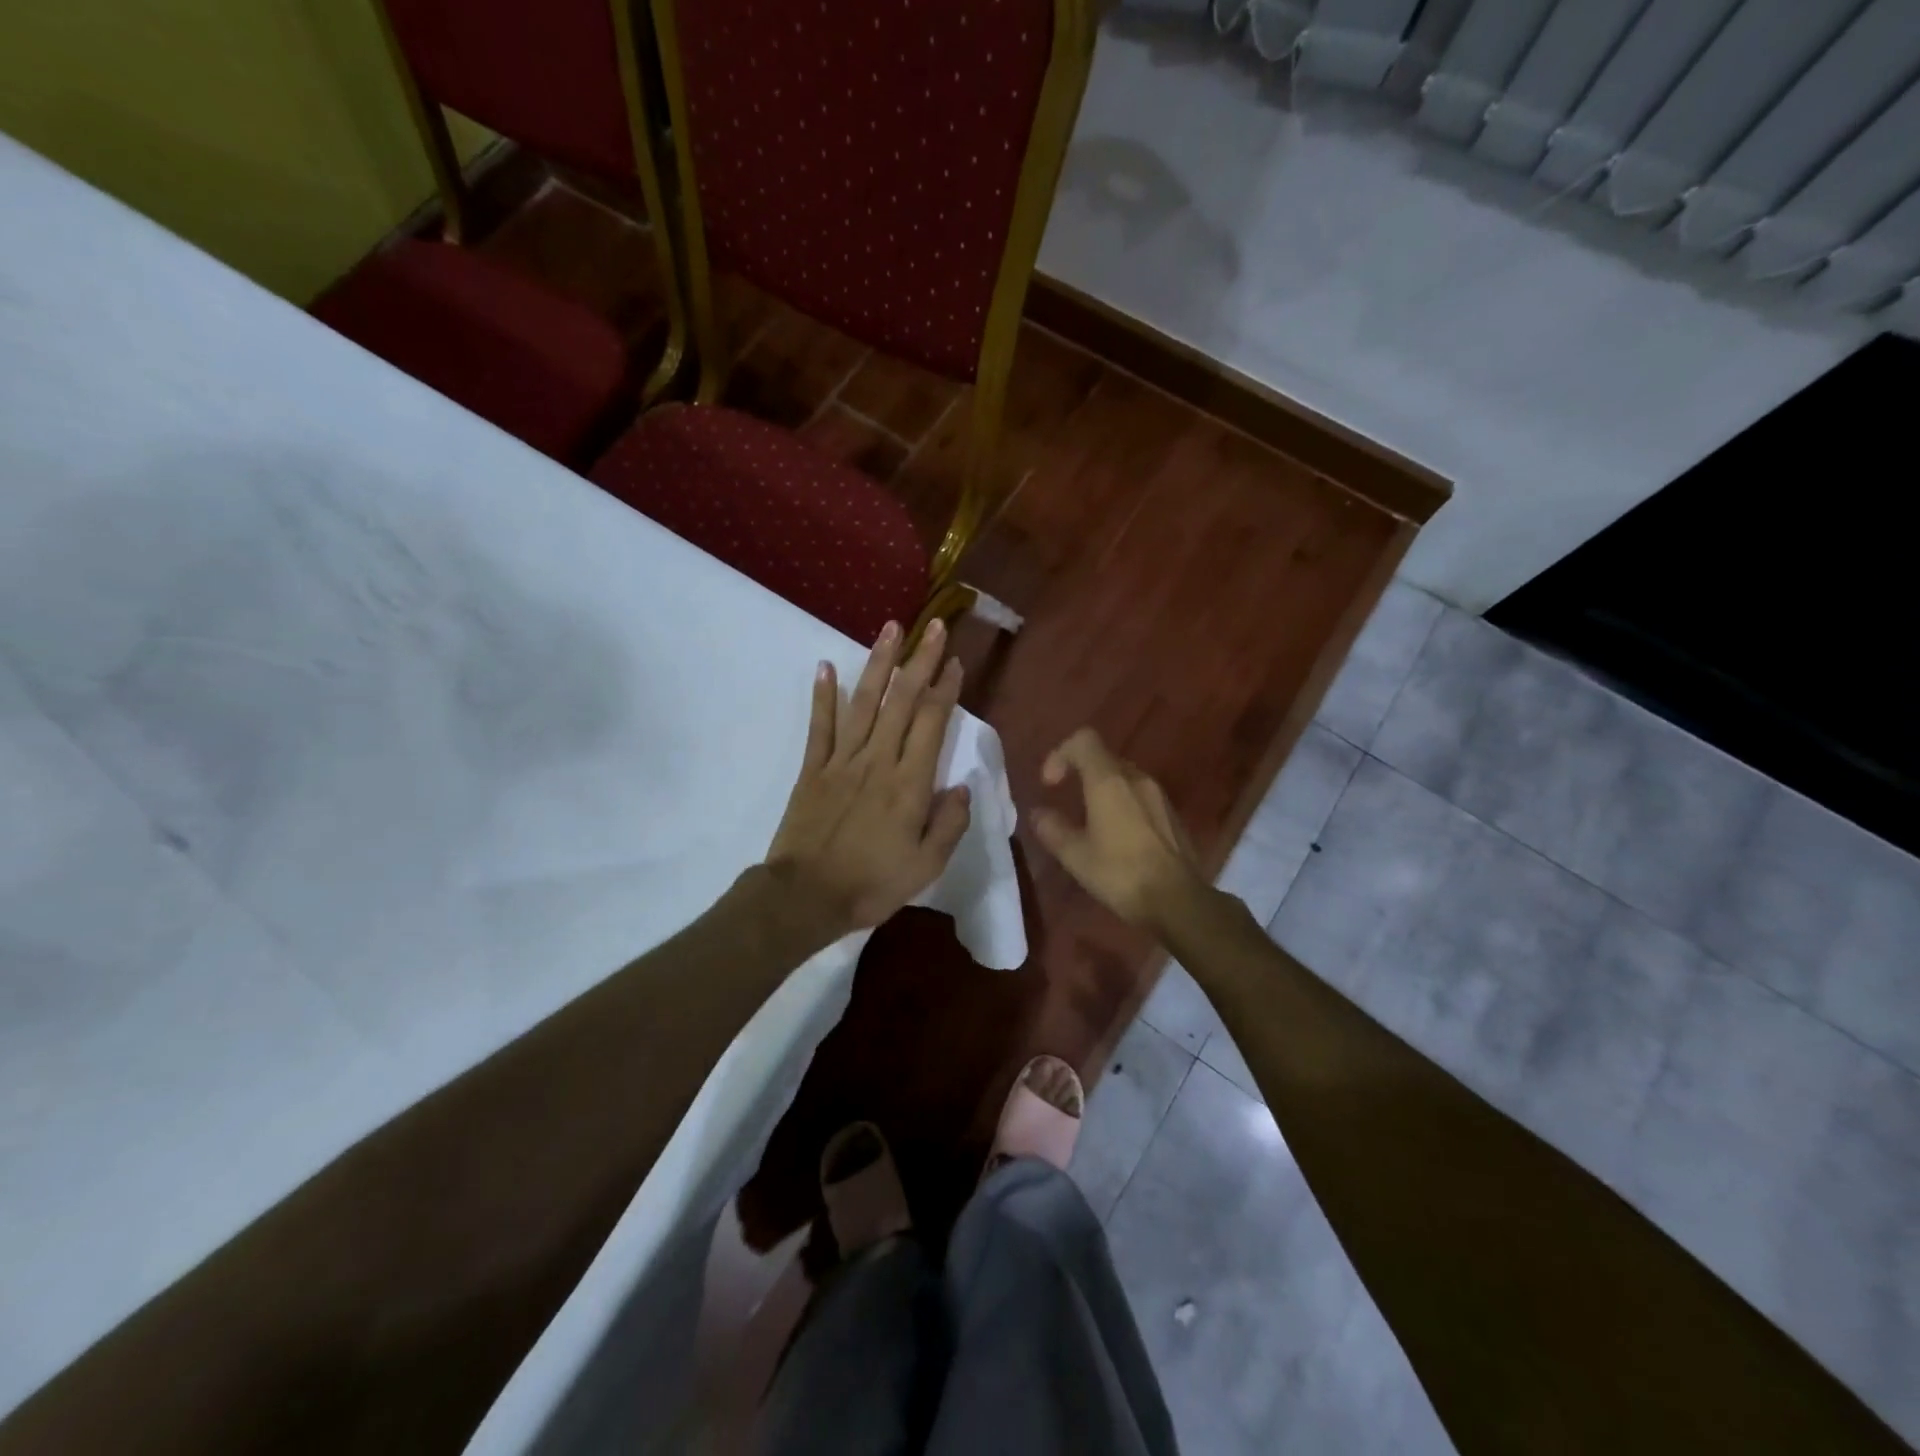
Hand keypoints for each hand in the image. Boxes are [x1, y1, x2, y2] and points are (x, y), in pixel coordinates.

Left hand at [766, 620, 969, 938]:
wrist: (806, 897)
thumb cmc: (872, 884)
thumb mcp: (926, 866)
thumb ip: (949, 824)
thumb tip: (963, 786)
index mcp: (909, 783)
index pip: (932, 723)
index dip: (946, 689)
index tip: (955, 662)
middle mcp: (878, 760)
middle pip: (902, 700)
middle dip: (921, 660)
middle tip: (935, 627)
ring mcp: (842, 760)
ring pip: (864, 702)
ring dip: (878, 663)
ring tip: (890, 628)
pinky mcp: (813, 769)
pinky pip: (819, 726)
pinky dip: (822, 695)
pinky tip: (824, 666)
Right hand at [1033, 728, 1206, 931]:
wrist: (1178, 901)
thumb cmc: (1121, 873)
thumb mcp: (1075, 855)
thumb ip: (1053, 829)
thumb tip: (1039, 814)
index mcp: (1109, 781)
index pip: (1083, 740)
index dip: (1060, 754)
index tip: (1051, 786)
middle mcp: (1137, 779)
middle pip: (1104, 758)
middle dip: (1080, 774)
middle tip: (1066, 804)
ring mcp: (1159, 796)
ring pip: (1124, 778)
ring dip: (1102, 791)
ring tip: (1091, 824)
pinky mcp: (1172, 815)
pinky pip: (1140, 797)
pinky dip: (1123, 805)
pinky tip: (1118, 839)